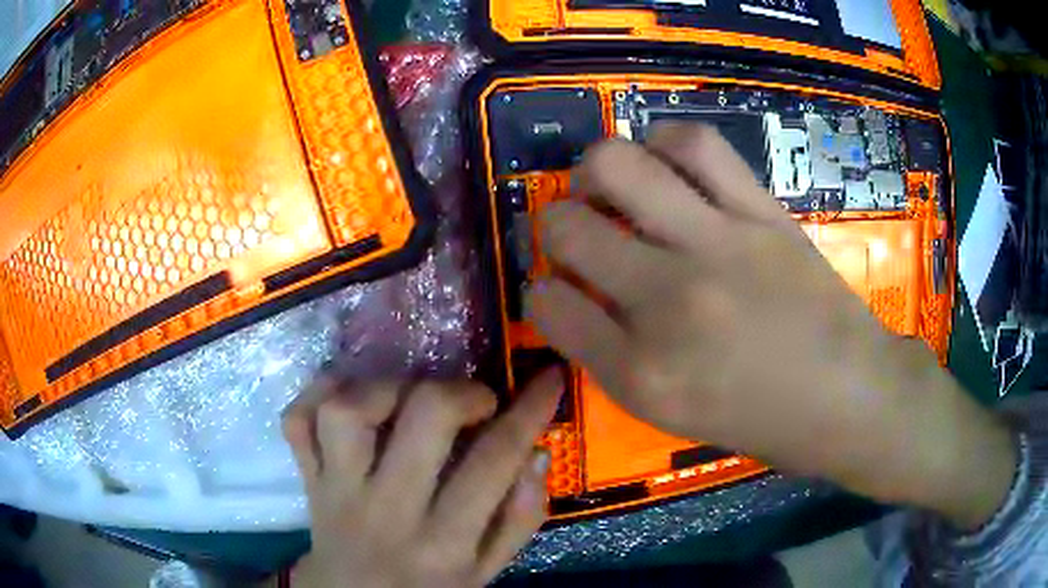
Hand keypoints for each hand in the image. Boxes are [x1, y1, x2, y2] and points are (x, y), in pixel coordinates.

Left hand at [282, 372, 561, 587]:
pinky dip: (320, 391)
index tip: (550, 377)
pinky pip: (297, 418)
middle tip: (474, 402)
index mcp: (443, 542)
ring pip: (348, 410)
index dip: (531, 410)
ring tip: (409, 398)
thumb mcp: (486, 572)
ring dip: (387, 387)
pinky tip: (351, 395)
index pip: (495, 461)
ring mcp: (336, 488)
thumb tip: (535, 454)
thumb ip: (518, 519)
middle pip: (422, 419)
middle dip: (460, 392)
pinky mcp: (306, 475)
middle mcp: (388, 509)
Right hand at [528, 123, 1015, 528]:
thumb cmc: (764, 423)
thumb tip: (579, 299)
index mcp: (641, 374)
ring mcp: (717, 246)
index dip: (541, 293)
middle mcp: (666, 302)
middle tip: (578, 232)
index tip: (557, 290)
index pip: (548, 307)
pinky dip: (664, 142)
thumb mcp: (671, 415)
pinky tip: (664, 160)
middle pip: (566, 228)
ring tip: (608, 184)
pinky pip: (696, 146)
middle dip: (555, 227)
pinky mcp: (760, 213)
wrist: (851, 396)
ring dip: (595, 171)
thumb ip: (615, 357)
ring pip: (617, 166)